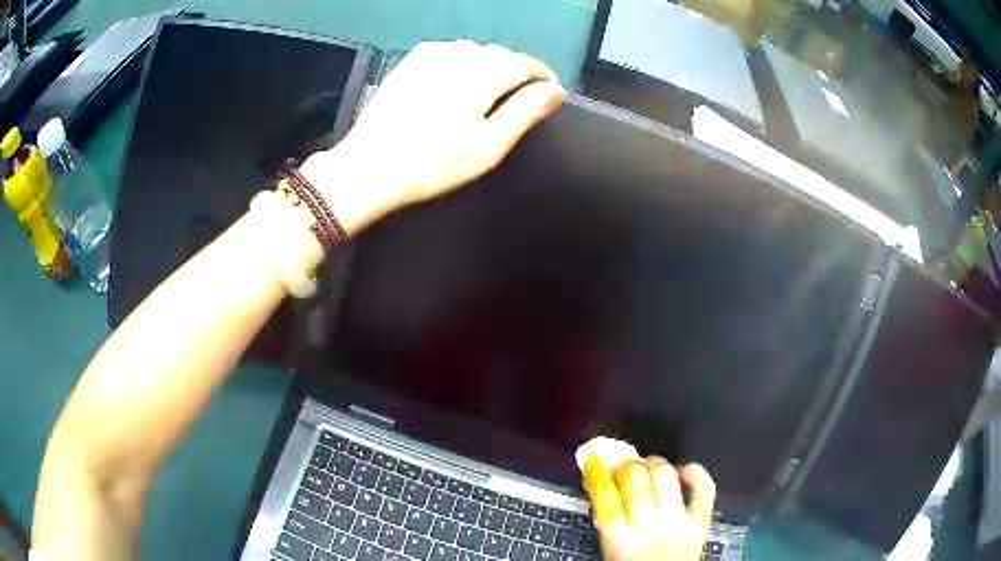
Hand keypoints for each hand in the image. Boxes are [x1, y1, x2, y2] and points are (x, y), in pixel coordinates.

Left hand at [301, 40, 565, 233]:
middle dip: (515, 69)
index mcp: (481, 74)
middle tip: (520, 95)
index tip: (549, 89)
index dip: (541, 74)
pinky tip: (456, 79)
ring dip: (488, 63)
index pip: (523, 62)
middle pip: (498, 53)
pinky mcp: (408, 62)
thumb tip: (555, 90)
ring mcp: (429, 56)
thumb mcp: (488, 146)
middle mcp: (457, 55)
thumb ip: (525, 112)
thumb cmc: (434, 164)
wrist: (370, 167)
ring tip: (490, 88)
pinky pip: (446, 51)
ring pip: (472, 49)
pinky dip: (460, 61)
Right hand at [583, 455, 715, 560]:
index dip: (597, 471)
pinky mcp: (701, 522)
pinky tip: (682, 471)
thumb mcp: (610, 554)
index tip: (595, 461)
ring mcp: (679, 523)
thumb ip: (607, 526)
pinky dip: (695, 473)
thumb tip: (603, 491)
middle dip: (625, 465)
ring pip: (665, 474)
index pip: (604, 494)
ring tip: (647, 468)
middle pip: (634, 477)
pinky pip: (704, 488)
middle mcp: (649, 528)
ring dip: (653, 464)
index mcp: (619, 541)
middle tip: (622, 467)